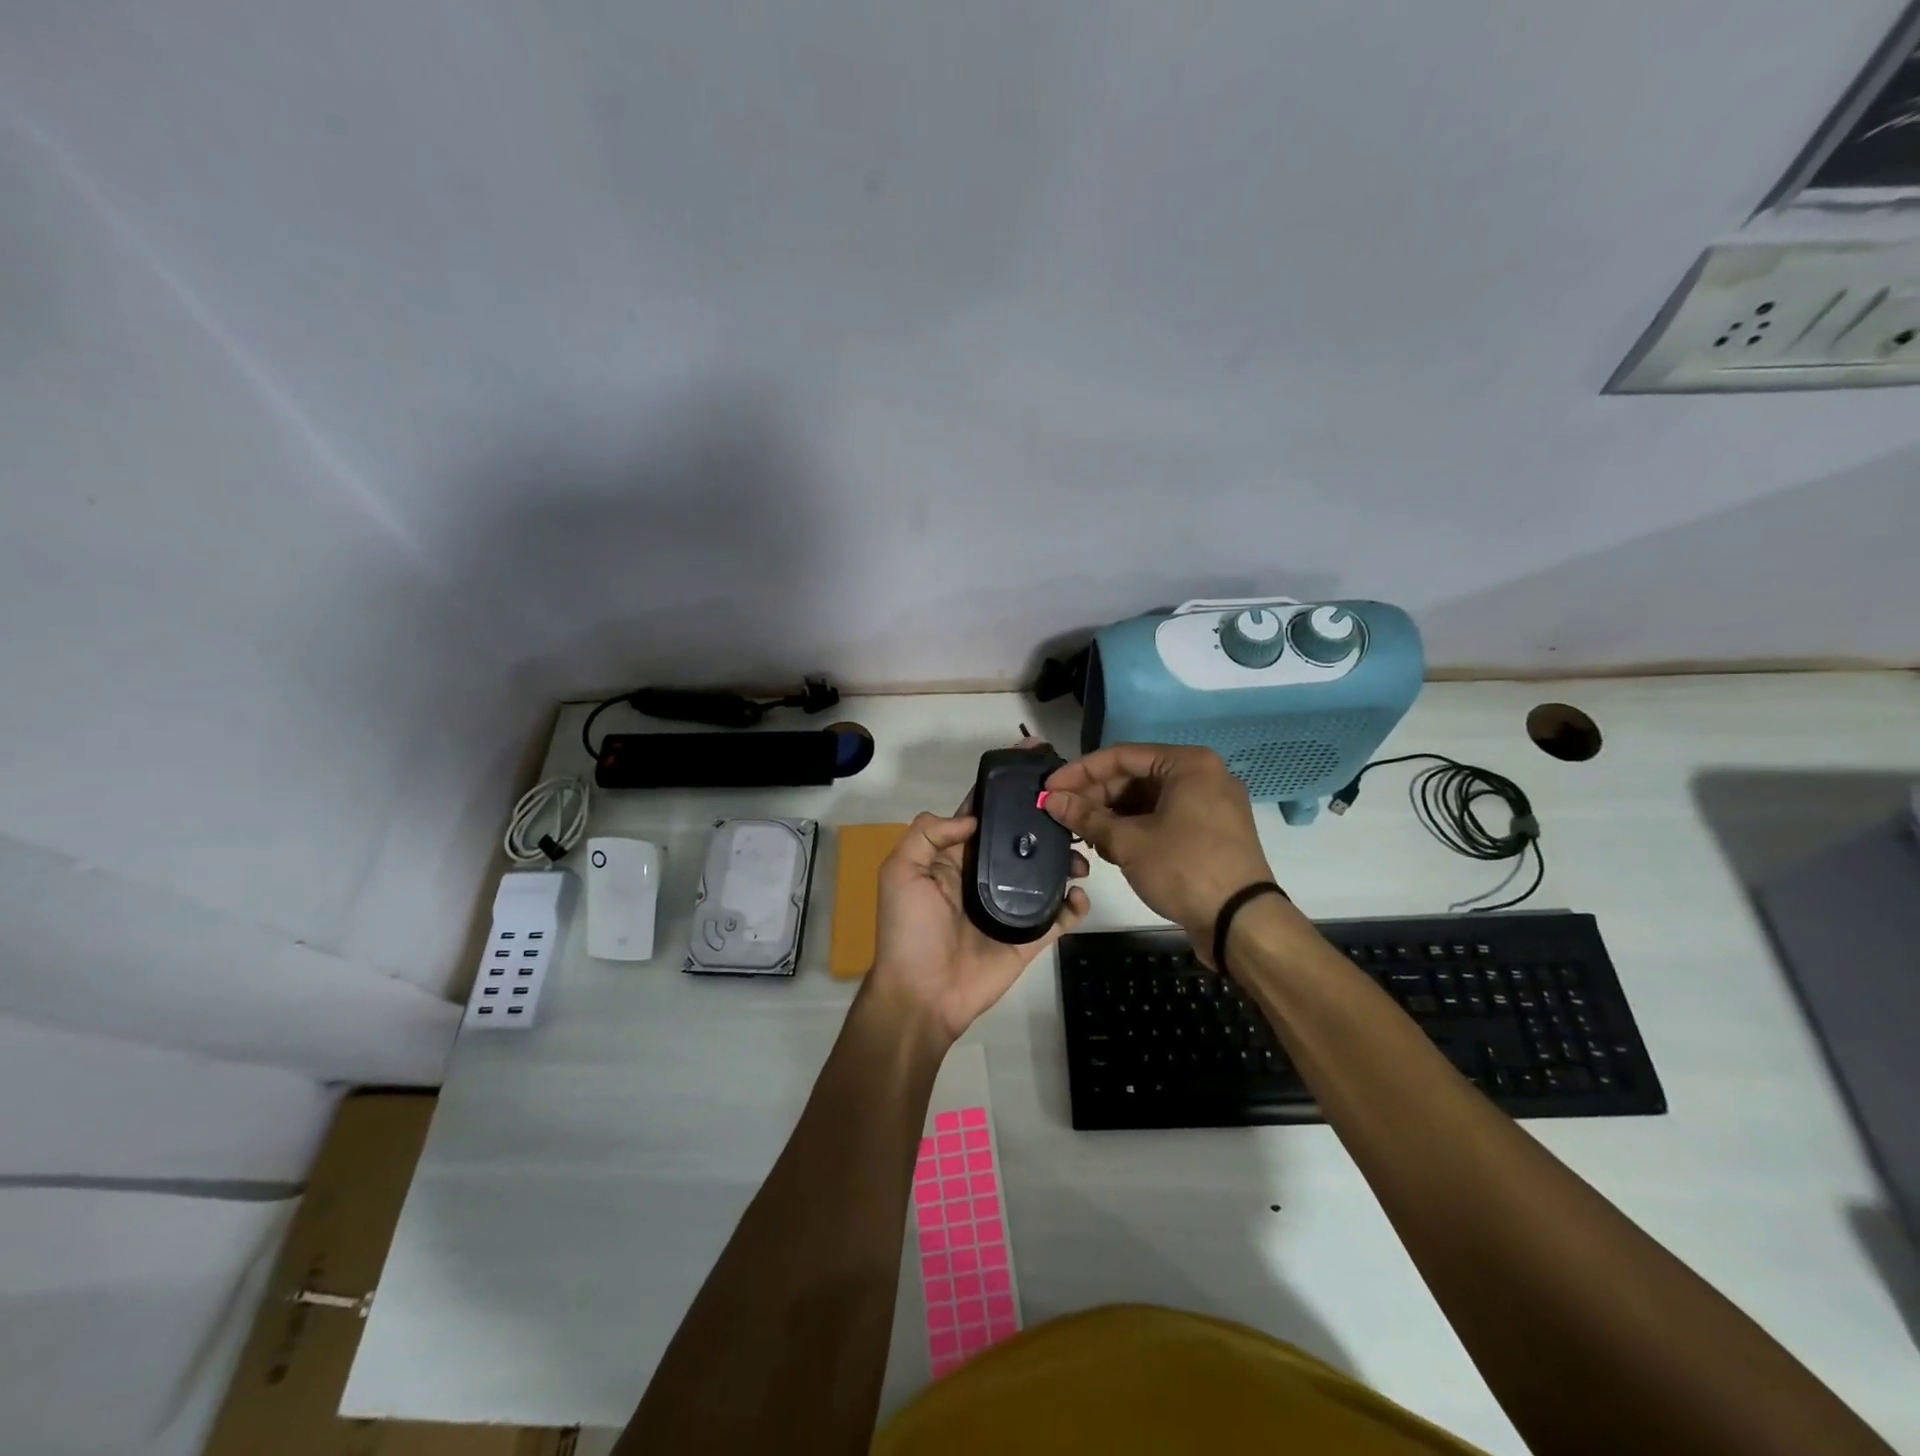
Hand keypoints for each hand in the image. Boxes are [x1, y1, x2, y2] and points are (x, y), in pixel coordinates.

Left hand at [867, 801, 1089, 1044]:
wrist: (923, 996)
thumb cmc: (908, 931)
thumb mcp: (900, 873)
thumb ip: (927, 835)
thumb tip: (972, 818)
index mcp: (954, 859)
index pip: (981, 819)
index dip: (1001, 800)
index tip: (1032, 779)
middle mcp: (984, 877)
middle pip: (1020, 844)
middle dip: (1044, 829)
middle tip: (1070, 818)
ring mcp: (1010, 907)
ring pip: (1045, 876)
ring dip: (1065, 862)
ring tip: (1080, 857)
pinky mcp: (1029, 936)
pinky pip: (1059, 916)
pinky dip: (1075, 905)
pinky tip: (1079, 895)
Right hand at [1042, 743, 1274, 963]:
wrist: (1241, 923)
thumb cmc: (1184, 869)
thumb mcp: (1128, 842)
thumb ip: (1086, 816)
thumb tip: (1050, 799)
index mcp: (1188, 764)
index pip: (1121, 756)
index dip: (1080, 772)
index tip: (1049, 788)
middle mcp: (1202, 776)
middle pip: (1135, 776)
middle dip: (1096, 796)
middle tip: (1061, 814)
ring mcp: (1210, 805)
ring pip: (1148, 800)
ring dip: (1112, 815)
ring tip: (1080, 834)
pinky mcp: (1210, 832)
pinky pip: (1164, 818)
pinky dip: (1135, 828)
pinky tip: (1108, 845)